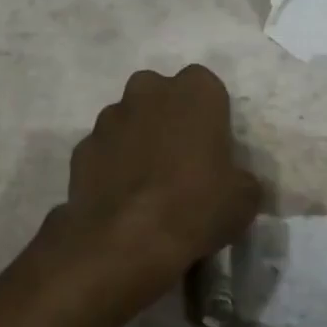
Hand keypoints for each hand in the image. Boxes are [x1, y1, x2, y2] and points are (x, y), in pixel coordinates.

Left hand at [53, 66, 260, 313]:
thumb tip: (235, 182)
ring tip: (148, 183)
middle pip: (161, 94)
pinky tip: (121, 197)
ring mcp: (109, 117)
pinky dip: (111, 165)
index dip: (209, 114)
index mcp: (194, 91)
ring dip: (137, 139)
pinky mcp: (82, 146)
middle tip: (180, 158)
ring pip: (128, 118)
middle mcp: (148, 91)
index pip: (206, 86)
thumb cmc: (196, 206)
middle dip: (168, 117)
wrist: (126, 239)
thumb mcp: (244, 198)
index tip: (212, 145)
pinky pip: (104, 149)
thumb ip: (240, 178)